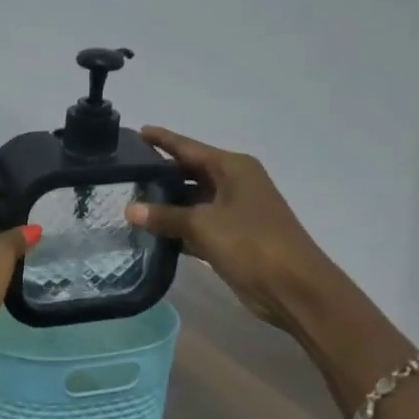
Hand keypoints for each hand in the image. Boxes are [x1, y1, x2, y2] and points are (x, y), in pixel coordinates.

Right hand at [125, 126, 332, 327]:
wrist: (294, 287)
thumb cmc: (251, 243)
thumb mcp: (203, 224)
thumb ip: (165, 215)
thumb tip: (130, 209)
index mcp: (233, 168)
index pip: (189, 147)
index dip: (163, 139)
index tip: (137, 131)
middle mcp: (235, 183)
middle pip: (190, 172)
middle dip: (161, 173)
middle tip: (124, 171)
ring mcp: (235, 211)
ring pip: (193, 200)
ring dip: (167, 203)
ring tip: (130, 200)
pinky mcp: (233, 237)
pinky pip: (198, 225)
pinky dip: (178, 228)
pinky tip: (151, 232)